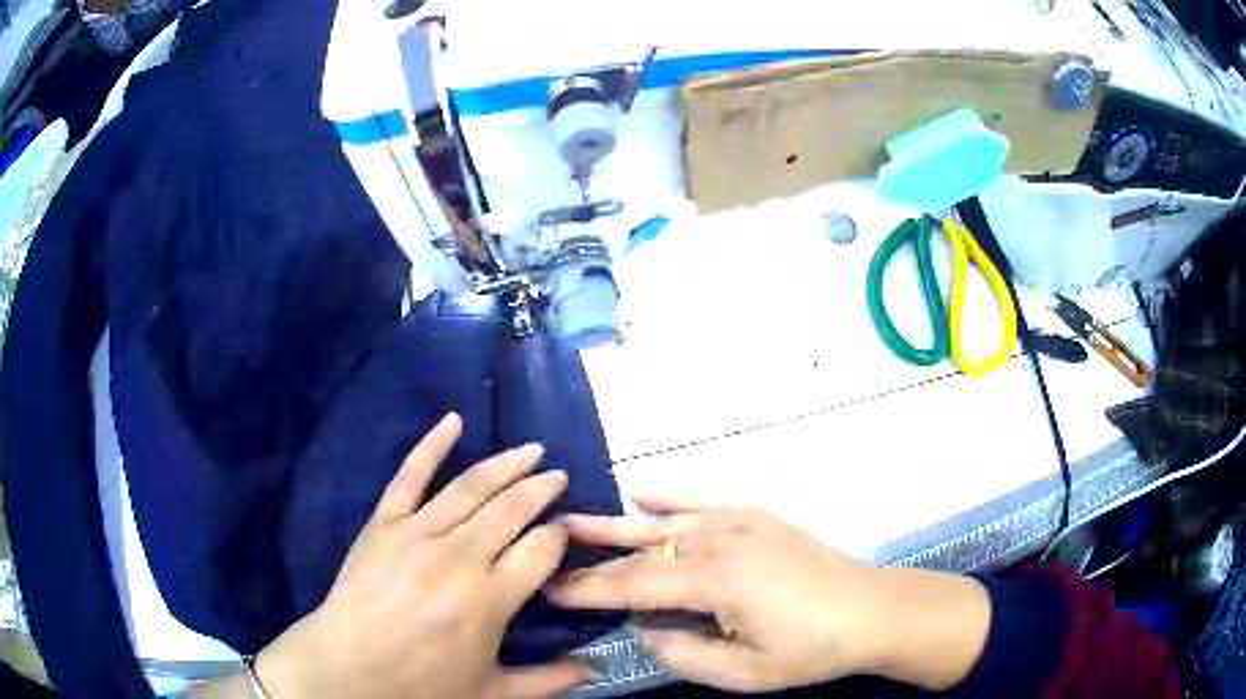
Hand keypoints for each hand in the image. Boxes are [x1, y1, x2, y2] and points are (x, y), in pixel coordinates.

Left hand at [254, 414, 594, 698]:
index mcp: (489, 600)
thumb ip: (548, 680)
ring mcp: (416, 534)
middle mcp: (458, 558)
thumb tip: (597, 666)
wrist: (345, 669)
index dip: (561, 534)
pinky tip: (453, 420)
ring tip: (531, 449)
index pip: (541, 548)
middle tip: (558, 476)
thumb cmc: (421, 685)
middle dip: (540, 488)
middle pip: (511, 509)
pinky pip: (409, 476)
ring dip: (505, 464)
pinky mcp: (383, 523)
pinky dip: (431, 445)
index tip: (569, 529)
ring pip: (470, 487)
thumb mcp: (492, 693)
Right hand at [549, 498, 990, 692]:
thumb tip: (645, 628)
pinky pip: (702, 501)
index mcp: (714, 581)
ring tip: (573, 519)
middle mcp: (719, 541)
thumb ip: (683, 653)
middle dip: (593, 556)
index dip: (587, 589)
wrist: (871, 611)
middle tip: (546, 550)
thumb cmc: (809, 650)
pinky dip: (669, 496)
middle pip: (643, 550)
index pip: (633, 585)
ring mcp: (739, 522)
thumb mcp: (743, 673)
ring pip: (665, 523)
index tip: (547, 588)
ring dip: (618, 524)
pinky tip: (640, 491)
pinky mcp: (757, 516)